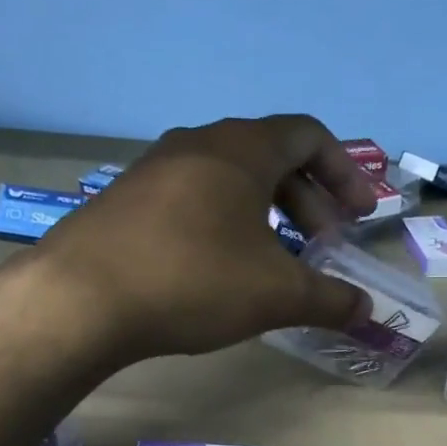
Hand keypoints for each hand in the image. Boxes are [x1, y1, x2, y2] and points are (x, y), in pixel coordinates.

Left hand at [27, 114, 376, 361]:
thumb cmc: (193, 280)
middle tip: (324, 245)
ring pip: (229, 180)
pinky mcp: (126, 201)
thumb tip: (367, 310)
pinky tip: (222, 270)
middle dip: (309, 200)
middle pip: (271, 157)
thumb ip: (329, 299)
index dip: (345, 171)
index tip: (361, 215)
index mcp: (241, 149)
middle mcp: (197, 144)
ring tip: (276, 261)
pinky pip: (193, 200)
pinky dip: (225, 224)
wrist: (79, 300)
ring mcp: (155, 170)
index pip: (309, 135)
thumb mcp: (276, 294)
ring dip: (266, 214)